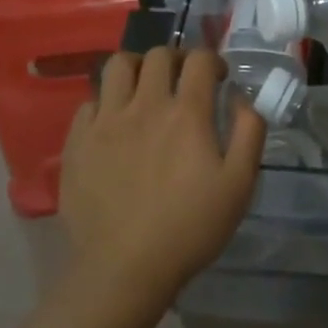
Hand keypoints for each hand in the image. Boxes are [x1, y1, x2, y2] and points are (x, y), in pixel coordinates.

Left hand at [59, 48, 265, 306]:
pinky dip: (105, 102)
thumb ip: (249, 131)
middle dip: (176, 59)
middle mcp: (145, 105)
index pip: (199, 58)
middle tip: (182, 82)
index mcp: (187, 112)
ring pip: (118, 66)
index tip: (218, 79)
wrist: (123, 272)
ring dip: (136, 69)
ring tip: (144, 90)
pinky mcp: (78, 142)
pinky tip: (114, 123)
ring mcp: (106, 121)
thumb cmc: (189, 229)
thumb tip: (241, 97)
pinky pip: (89, 101)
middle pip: (158, 54)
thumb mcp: (239, 184)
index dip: (212, 61)